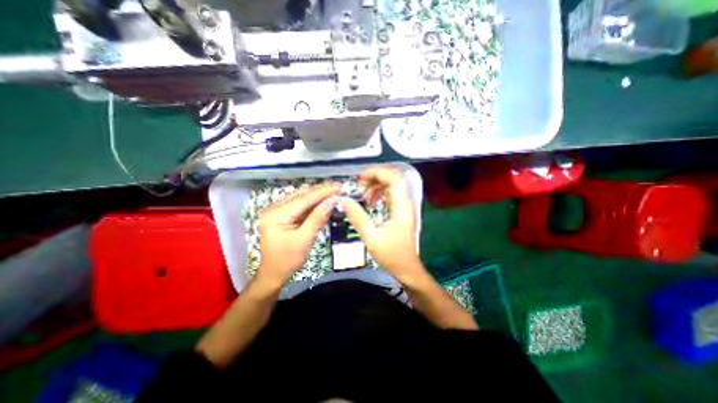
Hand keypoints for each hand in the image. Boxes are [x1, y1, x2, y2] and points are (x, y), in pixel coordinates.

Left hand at [254, 184, 339, 287]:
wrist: (272, 273)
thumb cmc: (287, 260)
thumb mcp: (304, 240)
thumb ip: (317, 218)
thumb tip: (331, 202)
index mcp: (276, 214)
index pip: (304, 199)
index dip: (323, 192)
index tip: (338, 187)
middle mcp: (274, 208)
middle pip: (302, 195)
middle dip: (321, 191)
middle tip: (338, 188)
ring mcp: (277, 210)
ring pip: (301, 198)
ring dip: (317, 195)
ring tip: (333, 192)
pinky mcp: (281, 214)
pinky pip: (299, 205)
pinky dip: (312, 203)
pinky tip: (323, 200)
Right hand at [339, 167, 424, 282]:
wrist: (407, 268)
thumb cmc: (392, 255)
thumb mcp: (371, 237)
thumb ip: (357, 217)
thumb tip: (344, 200)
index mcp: (401, 206)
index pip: (392, 178)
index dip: (376, 173)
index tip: (360, 179)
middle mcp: (404, 202)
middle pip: (391, 178)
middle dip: (374, 177)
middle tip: (358, 185)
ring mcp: (403, 206)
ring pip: (390, 185)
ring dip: (375, 186)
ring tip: (362, 195)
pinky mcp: (400, 211)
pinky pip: (389, 194)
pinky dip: (378, 193)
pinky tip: (370, 202)